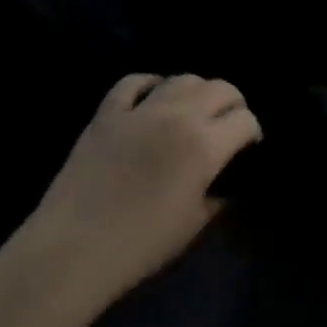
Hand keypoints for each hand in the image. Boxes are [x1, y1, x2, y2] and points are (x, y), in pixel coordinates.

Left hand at [26, 73, 260, 304]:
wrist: (74, 248)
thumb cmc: (141, 245)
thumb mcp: (193, 224)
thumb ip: (217, 195)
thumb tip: (225, 182)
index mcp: (205, 146)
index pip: (245, 120)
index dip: (252, 133)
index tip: (248, 148)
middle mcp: (178, 116)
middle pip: (220, 88)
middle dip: (233, 104)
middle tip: (227, 125)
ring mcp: (140, 109)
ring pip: (182, 79)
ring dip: (197, 91)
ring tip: (193, 111)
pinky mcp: (108, 112)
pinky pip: (134, 82)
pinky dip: (150, 84)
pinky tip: (154, 97)